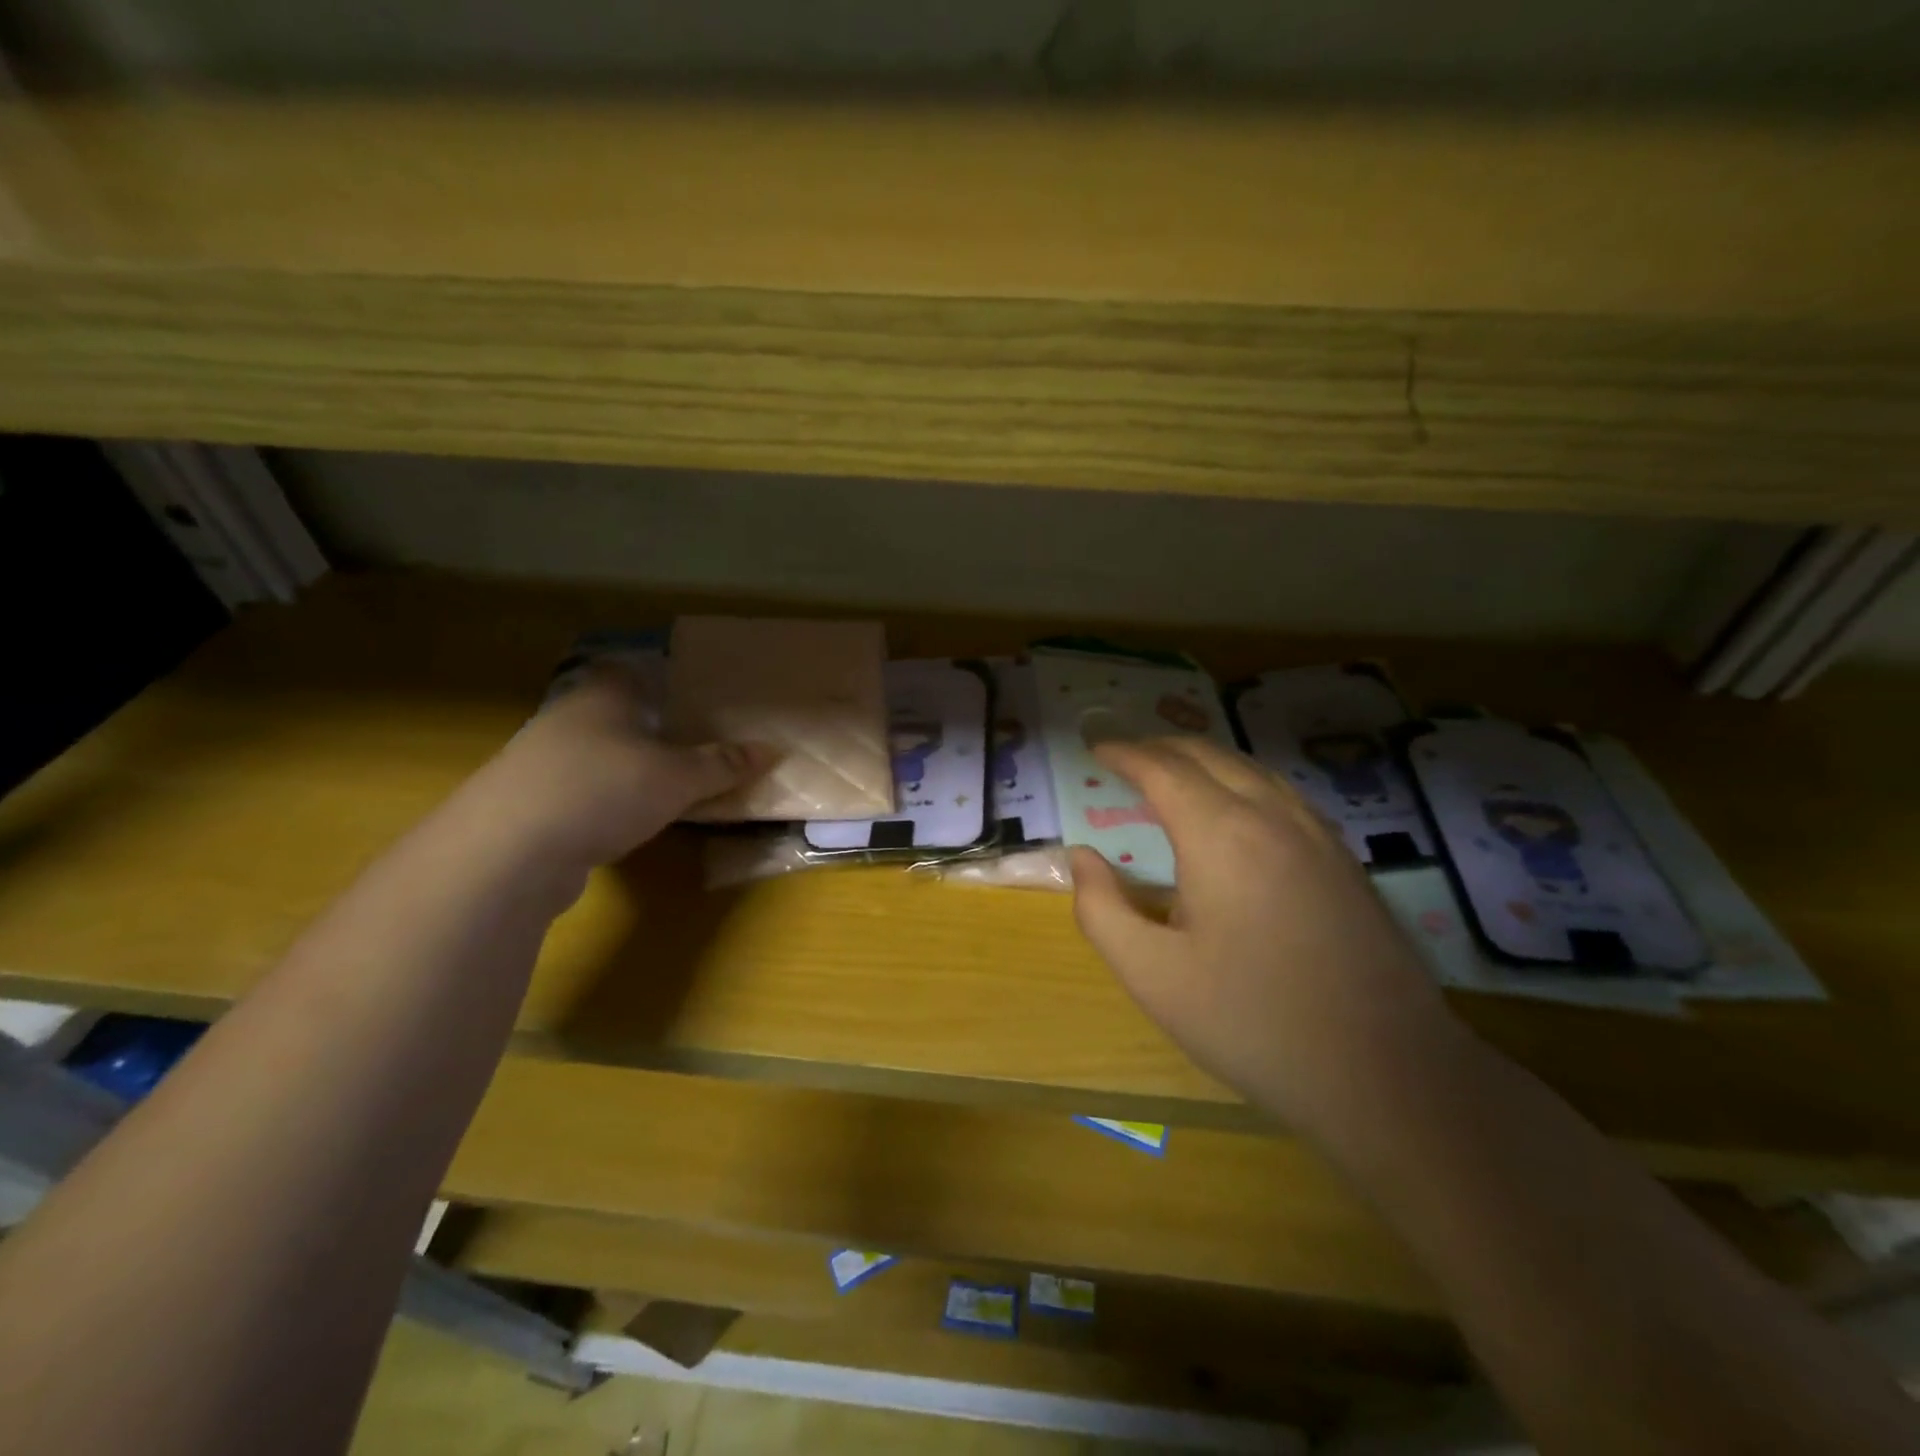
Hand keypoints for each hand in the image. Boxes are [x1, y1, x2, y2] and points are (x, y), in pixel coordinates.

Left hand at [469, 663, 772, 869]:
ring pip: (592, 753)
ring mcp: (538, 762)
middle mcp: (566, 718)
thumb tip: (771, 750)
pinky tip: (623, 821)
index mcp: (602, 697)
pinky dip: (601, 800)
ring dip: (622, 766)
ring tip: (662, 784)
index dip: (655, 675)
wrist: (508, 851)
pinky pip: (577, 791)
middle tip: (688, 741)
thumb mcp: (678, 778)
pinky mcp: (527, 805)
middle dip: (644, 725)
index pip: (627, 669)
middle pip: (610, 711)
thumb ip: (722, 764)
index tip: (686, 692)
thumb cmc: (604, 790)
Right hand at [1070, 738, 1459, 1137]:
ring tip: (1174, 772)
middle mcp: (1272, 816)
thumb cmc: (1253, 1022)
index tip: (1095, 747)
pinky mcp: (1345, 860)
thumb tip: (1081, 859)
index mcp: (1220, 834)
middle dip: (1161, 746)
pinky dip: (1244, 780)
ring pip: (1252, 769)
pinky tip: (1239, 808)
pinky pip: (1283, 794)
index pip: (1162, 769)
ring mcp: (1317, 835)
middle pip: (1209, 756)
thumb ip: (1101, 910)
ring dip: (1205, 759)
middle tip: (1126, 755)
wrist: (1386, 1073)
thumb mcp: (1152, 976)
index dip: (1124, 752)